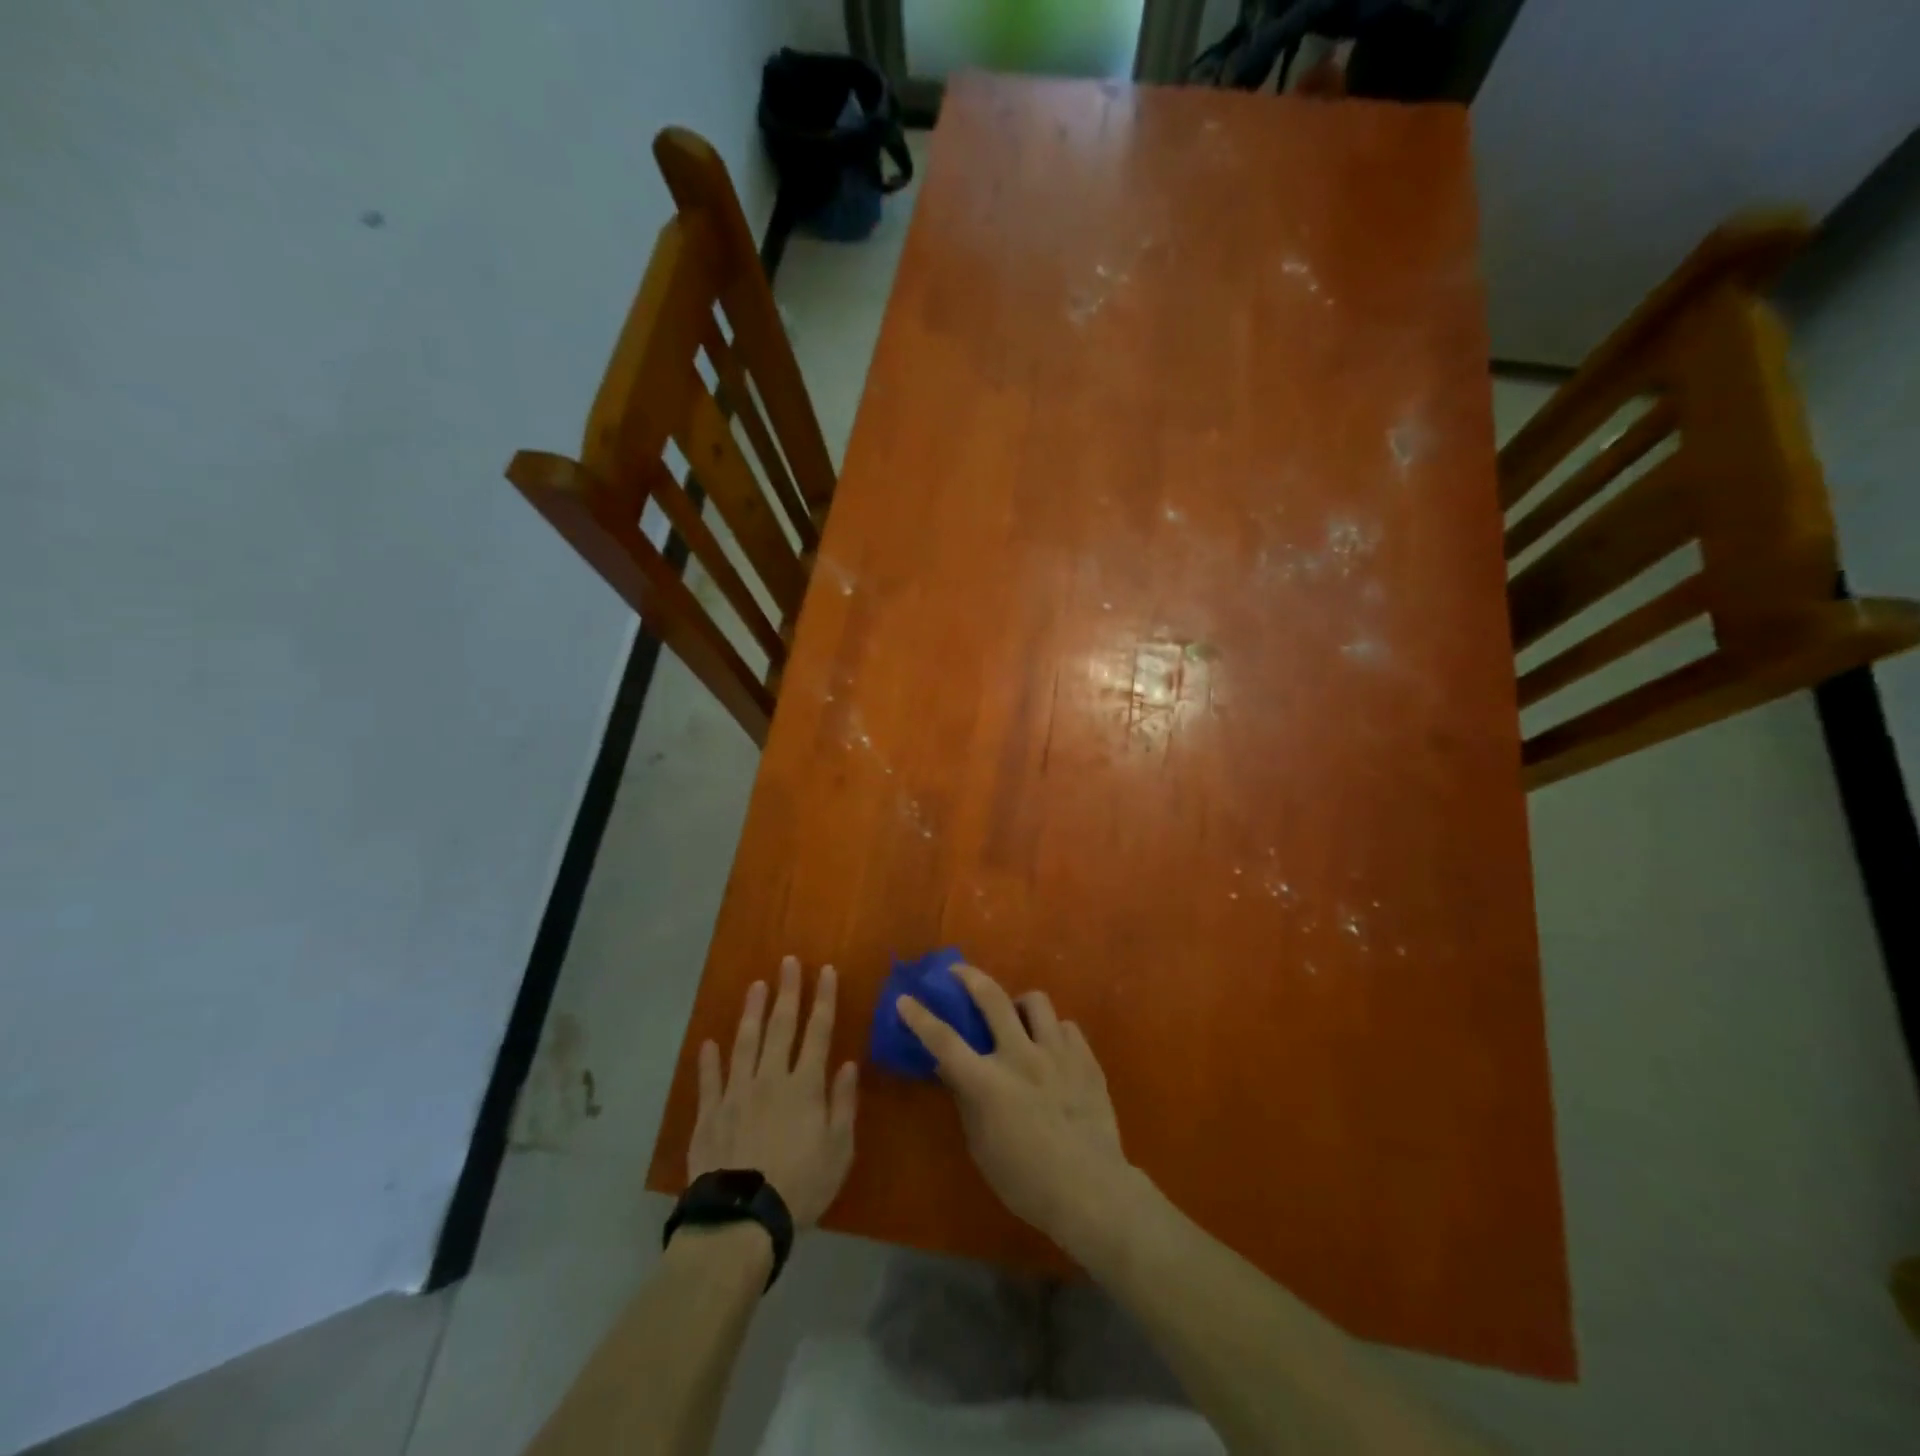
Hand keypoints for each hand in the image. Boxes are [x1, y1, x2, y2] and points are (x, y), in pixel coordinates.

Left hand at [688, 957, 857, 1229]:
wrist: (741, 1219)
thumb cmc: (801, 1186)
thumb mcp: (839, 1150)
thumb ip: (843, 1103)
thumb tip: (848, 1064)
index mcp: (805, 1085)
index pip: (818, 1031)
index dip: (823, 999)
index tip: (825, 970)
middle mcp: (770, 1078)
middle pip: (780, 1027)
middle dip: (787, 991)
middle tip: (787, 962)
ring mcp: (736, 1093)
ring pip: (745, 1043)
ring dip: (751, 1012)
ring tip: (755, 986)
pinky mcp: (709, 1115)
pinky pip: (709, 1080)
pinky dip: (709, 1060)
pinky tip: (709, 1042)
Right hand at [898, 964, 1136, 1254]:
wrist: (1092, 1191)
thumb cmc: (1027, 1181)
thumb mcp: (982, 1147)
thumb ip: (966, 1100)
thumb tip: (950, 1068)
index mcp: (989, 1083)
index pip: (945, 1041)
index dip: (920, 1017)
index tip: (905, 998)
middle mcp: (1021, 1057)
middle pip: (992, 998)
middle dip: (969, 977)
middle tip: (958, 972)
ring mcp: (1057, 1054)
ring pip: (1035, 1001)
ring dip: (1019, 1004)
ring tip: (1017, 1018)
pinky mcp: (1085, 1058)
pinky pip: (1066, 1026)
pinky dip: (1053, 1032)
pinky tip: (1052, 1049)